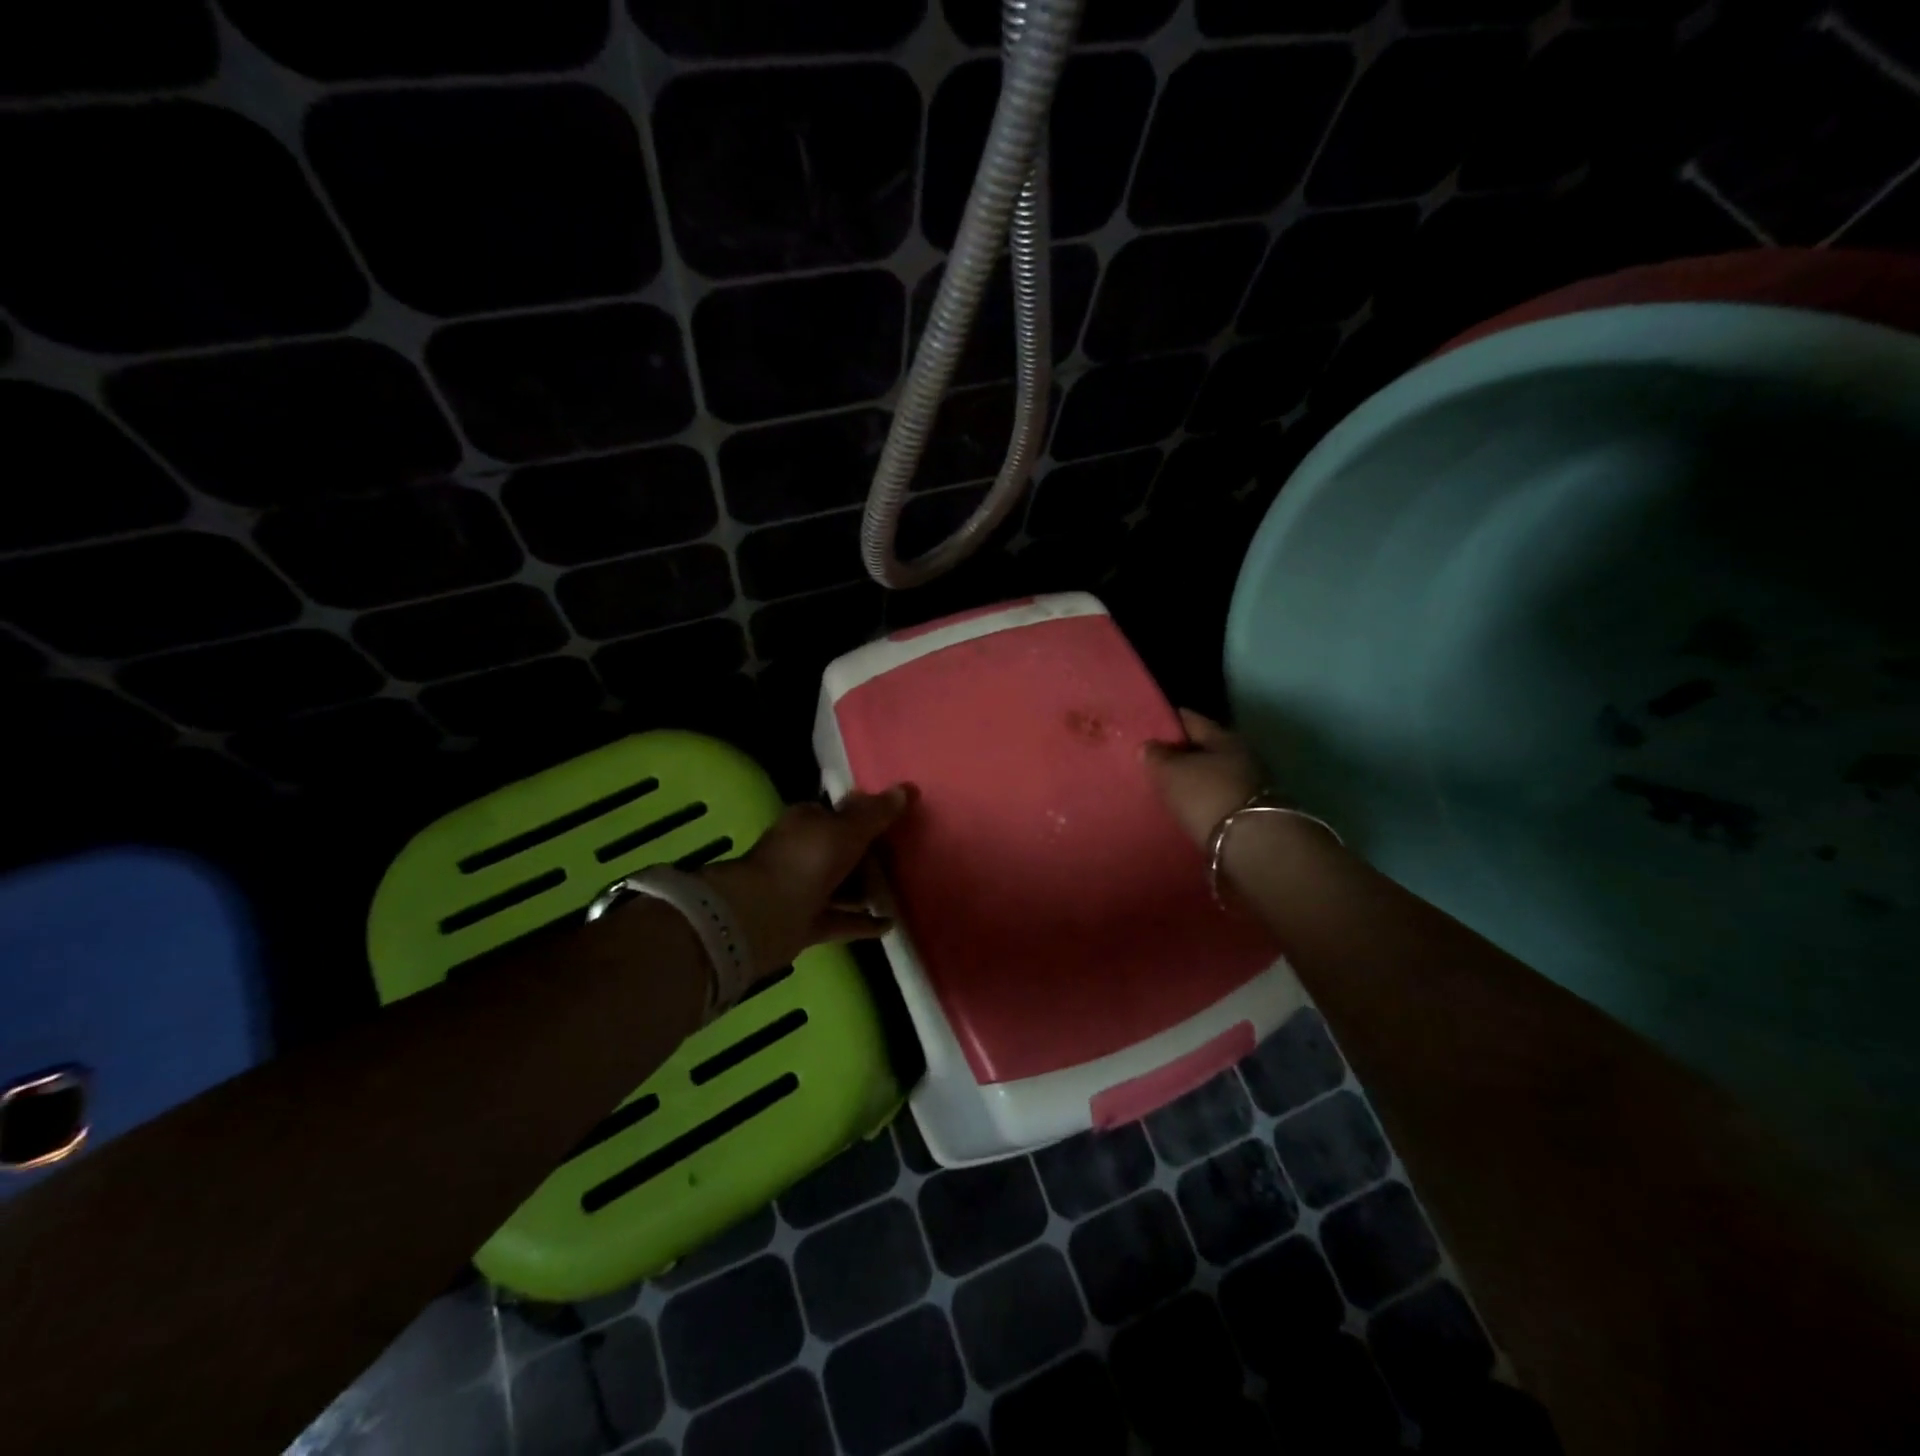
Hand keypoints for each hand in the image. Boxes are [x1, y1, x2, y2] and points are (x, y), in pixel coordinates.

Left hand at [701, 787, 911, 978]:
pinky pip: (842, 920)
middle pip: (842, 851)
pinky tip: (889, 925)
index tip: (895, 826)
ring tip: (900, 893)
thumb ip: (876, 813)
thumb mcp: (847, 829)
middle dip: (869, 857)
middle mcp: (802, 852)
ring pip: (841, 886)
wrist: (762, 917)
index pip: (838, 813)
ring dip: (867, 891)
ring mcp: (802, 890)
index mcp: (806, 822)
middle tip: (903, 861)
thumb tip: (905, 789)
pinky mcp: (805, 923)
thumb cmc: (806, 861)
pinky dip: (863, 922)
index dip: (865, 818)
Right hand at [1142, 709, 1262, 848]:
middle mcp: (1242, 756)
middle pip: (1205, 748)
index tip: (1149, 727)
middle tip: (1154, 762)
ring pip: (1214, 775)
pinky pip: (1218, 798)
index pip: (1192, 720)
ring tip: (1168, 789)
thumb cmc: (1207, 796)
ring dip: (1194, 780)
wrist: (1252, 845)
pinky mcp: (1251, 814)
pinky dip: (1203, 801)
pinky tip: (1187, 809)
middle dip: (1182, 753)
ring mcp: (1251, 786)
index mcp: (1224, 737)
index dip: (1169, 721)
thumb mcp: (1171, 772)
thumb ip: (1156, 756)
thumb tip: (1150, 745)